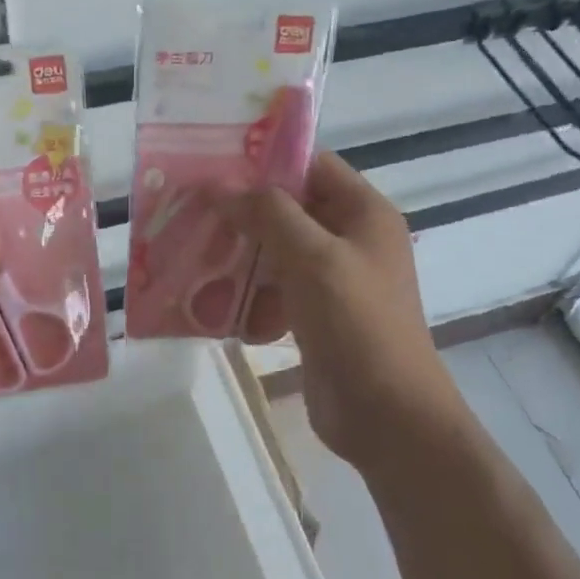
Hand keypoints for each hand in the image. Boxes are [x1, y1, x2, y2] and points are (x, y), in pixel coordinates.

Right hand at [221, 153, 459, 470]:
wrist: (387, 416)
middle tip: (192, 209)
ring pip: (278, 250)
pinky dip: (250, 293)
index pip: (312, 166)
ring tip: (194, 253)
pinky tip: (216, 303)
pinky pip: (277, 289)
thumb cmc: (356, 323)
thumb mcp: (312, 257)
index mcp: (364, 213)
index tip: (214, 165)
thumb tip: (219, 184)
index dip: (266, 162)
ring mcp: (335, 279)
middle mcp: (351, 239)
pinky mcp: (317, 315)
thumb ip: (267, 213)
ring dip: (240, 253)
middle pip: (290, 208)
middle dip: (243, 211)